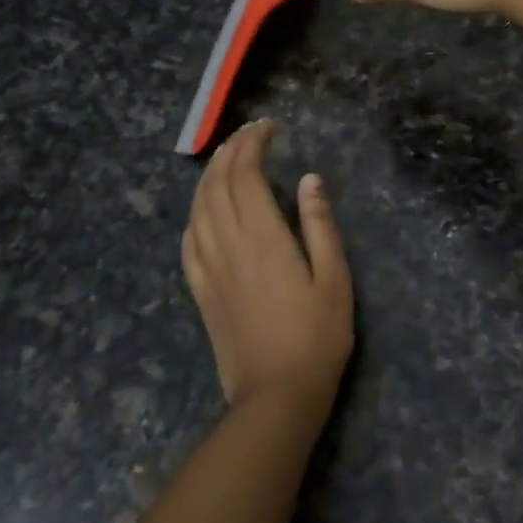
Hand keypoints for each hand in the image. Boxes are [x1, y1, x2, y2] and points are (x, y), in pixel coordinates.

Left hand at [181, 120, 353, 409]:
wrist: (275, 396)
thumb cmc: (316, 336)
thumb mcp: (334, 278)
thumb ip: (320, 225)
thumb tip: (309, 178)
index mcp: (263, 237)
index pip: (245, 175)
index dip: (252, 144)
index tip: (268, 127)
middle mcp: (228, 245)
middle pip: (216, 185)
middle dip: (229, 152)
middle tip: (248, 134)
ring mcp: (208, 269)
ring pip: (197, 209)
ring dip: (208, 177)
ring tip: (225, 159)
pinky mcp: (200, 291)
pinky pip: (187, 241)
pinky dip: (194, 214)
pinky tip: (203, 211)